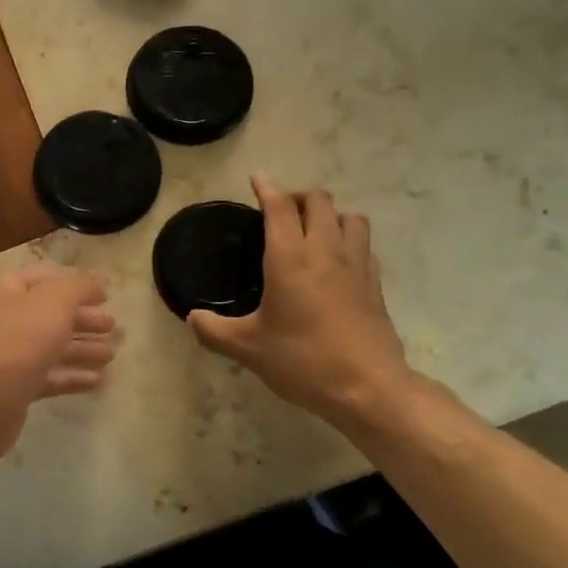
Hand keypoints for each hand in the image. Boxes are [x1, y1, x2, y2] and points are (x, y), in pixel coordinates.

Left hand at [0, 263, 118, 414]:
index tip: (107, 295)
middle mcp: (3, 316)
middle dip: (83, 319)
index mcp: (6, 288)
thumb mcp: (56, 300)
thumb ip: (79, 286)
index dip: (78, 283)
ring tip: (111, 355)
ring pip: (50, 345)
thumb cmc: (20, 338)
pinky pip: (47, 375)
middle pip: (50, 313)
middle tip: (114, 327)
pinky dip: (71, 375)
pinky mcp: (13, 386)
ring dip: (82, 348)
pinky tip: (96, 380)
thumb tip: (96, 282)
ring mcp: (6, 353)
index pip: (47, 277)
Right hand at [189, 176, 414, 427]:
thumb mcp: (248, 349)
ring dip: (330, 213)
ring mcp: (356, 265)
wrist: (368, 388)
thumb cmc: (303, 361)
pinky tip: (338, 260)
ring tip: (314, 229)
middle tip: (281, 210)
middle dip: (298, 196)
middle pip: (319, 201)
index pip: (280, 206)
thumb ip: (214, 331)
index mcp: (290, 258)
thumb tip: (193, 318)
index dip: (267, 188)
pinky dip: (349, 240)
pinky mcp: (375, 284)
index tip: (257, 179)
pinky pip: (364, 245)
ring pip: (350, 217)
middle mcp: (325, 251)